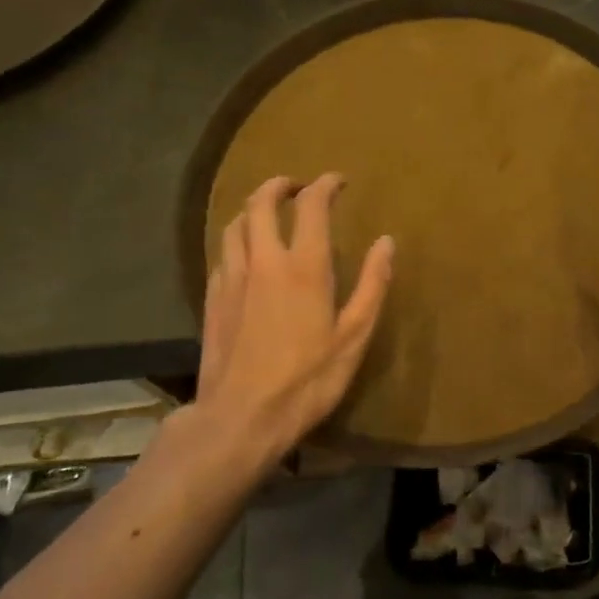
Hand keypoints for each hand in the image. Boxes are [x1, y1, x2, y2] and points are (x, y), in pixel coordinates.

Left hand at [194, 173, 394, 459]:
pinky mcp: (212, 298)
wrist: (241, 417)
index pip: (311, 205)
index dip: (325, 185)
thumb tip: (386, 242)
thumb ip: (371, 285)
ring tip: (269, 213)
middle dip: (279, 185)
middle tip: (296, 186)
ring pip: (235, 224)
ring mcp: (232, 278)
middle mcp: (264, 261)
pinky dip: (238, 240)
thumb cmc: (307, 379)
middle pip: (261, 203)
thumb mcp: (354, 336)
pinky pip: (223, 253)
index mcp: (304, 266)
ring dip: (253, 209)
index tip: (338, 181)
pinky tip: (246, 255)